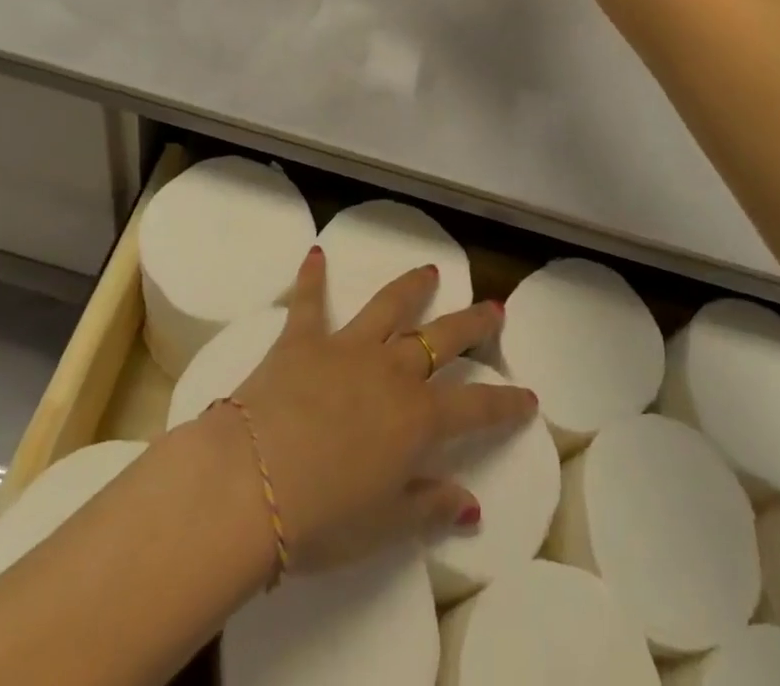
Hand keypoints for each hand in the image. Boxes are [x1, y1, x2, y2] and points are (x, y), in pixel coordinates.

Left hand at [228, 246, 536, 573]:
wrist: (249, 484)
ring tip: (430, 270)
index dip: (506, 404)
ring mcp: (346, 348)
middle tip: (493, 308)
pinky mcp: (302, 339)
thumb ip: (428, 506)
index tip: (529, 397)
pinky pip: (310, 301)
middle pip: (442, 338)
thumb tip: (471, 502)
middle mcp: (390, 371)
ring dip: (412, 287)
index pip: (476, 407)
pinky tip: (316, 254)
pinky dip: (313, 277)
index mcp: (416, 418)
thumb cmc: (321, 518)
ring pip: (389, 306)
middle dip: (473, 324)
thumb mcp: (383, 525)